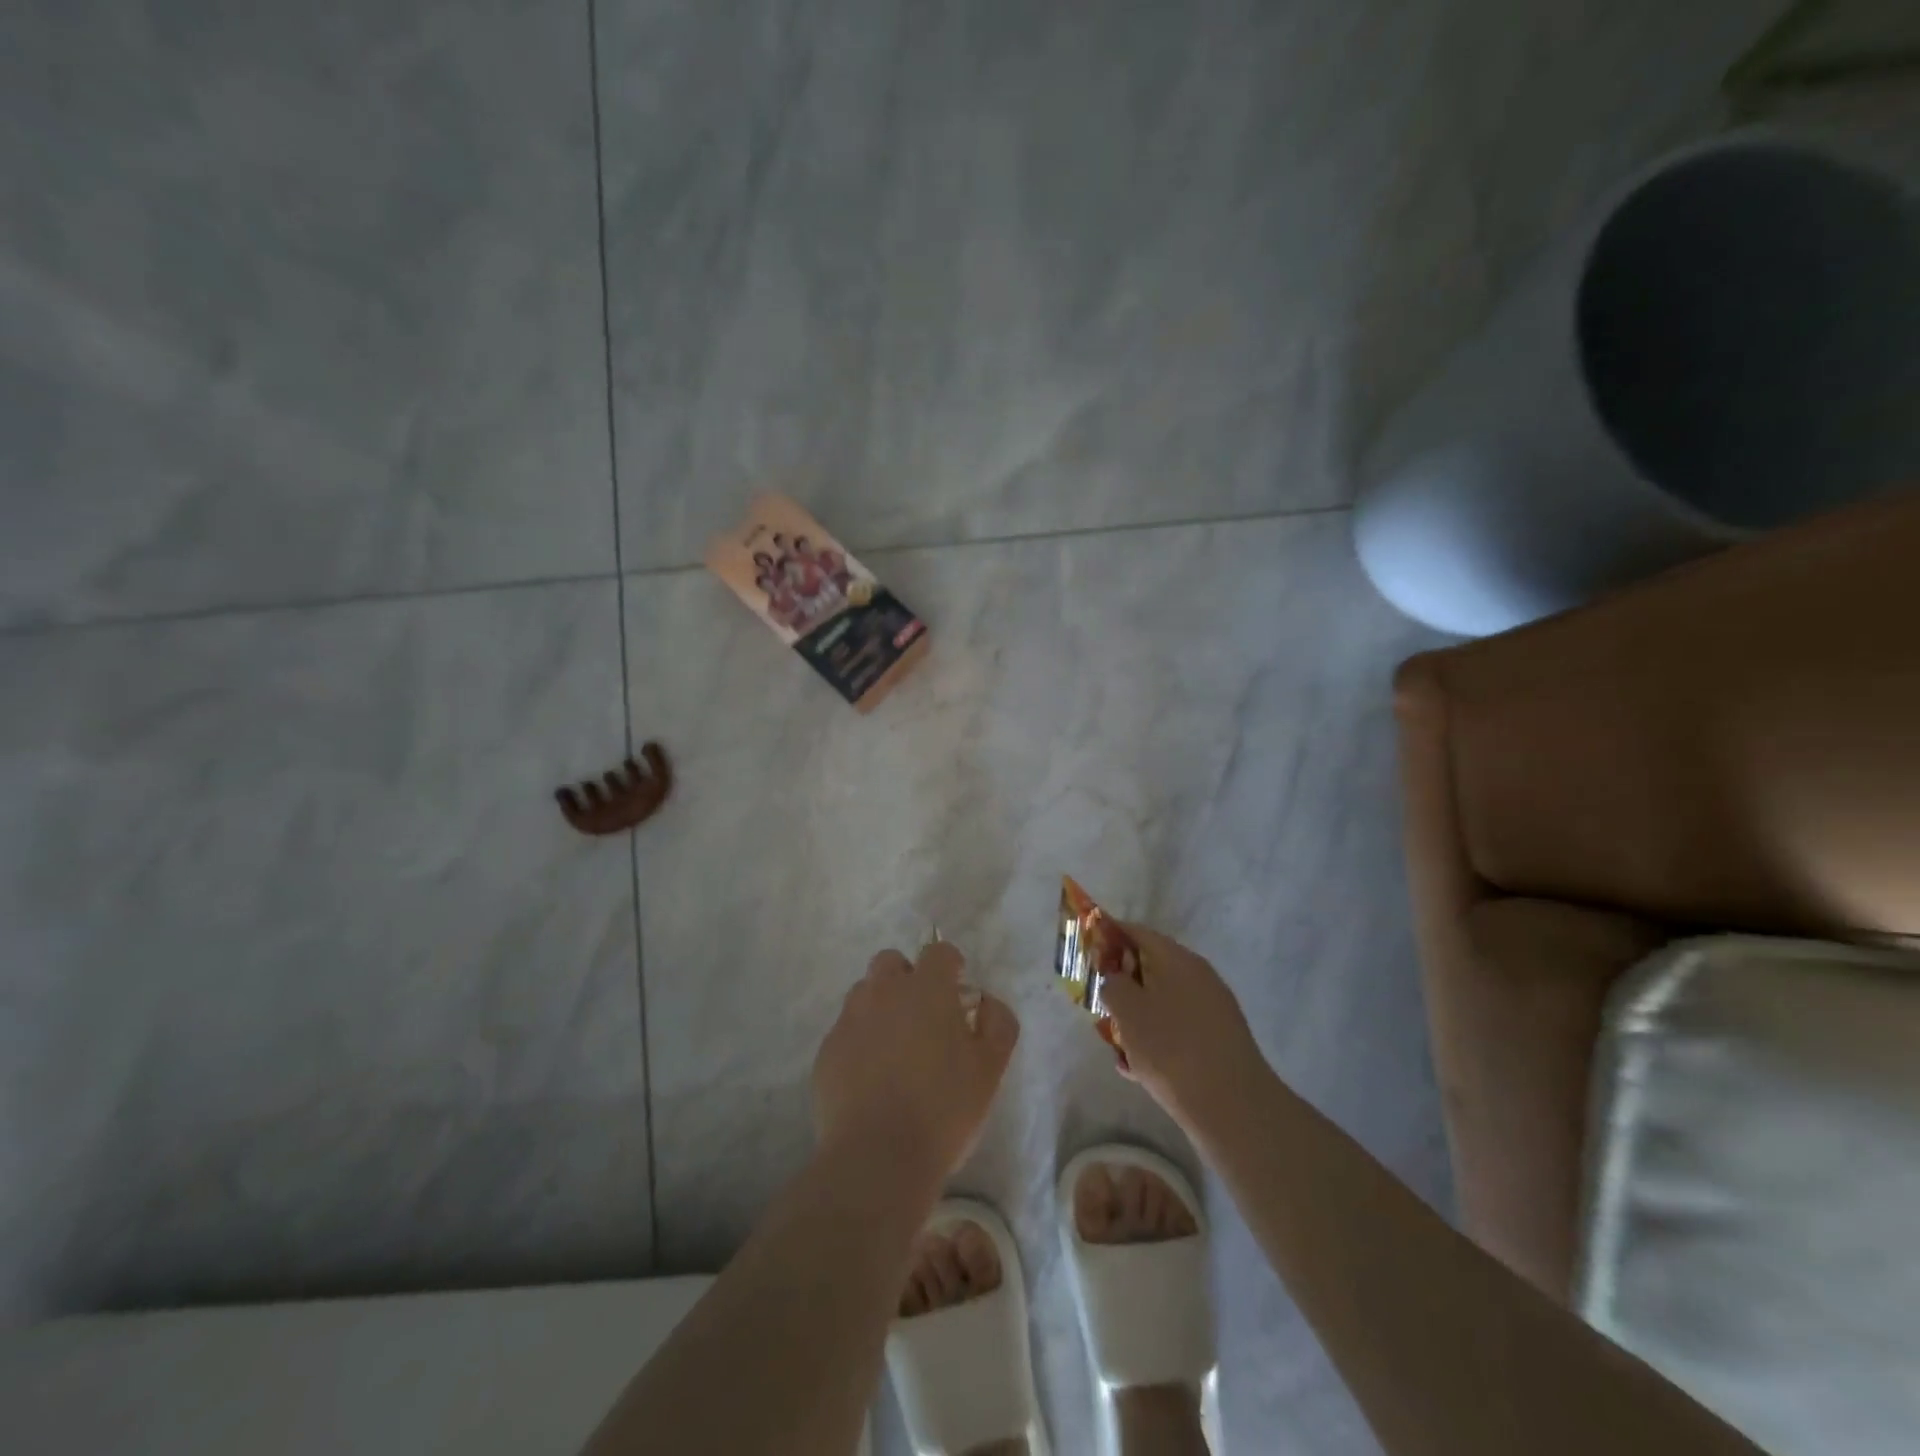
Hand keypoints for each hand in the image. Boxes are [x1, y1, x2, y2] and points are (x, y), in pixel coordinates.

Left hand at [812, 940, 1018, 1186]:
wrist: (877, 1158)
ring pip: (865, 994)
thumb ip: (998, 1024)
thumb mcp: (990, 1069)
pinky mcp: (826, 1051)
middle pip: (891, 962)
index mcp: (926, 989)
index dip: (950, 965)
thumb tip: (986, 1003)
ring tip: (896, 1048)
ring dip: (882, 1007)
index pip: (938, 952)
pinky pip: (846, 1031)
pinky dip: (860, 1041)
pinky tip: (872, 1078)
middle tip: (924, 1016)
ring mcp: (850, 1020)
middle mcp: (883, 992)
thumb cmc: (943, 1109)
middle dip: (908, 978)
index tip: (957, 989)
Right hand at [1099, 923, 1266, 1133]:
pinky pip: (1177, 1029)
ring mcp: (1212, 1009)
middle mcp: (1198, 976)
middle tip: (1099, 1004)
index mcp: (1177, 959)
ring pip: (1162, 1002)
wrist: (1232, 1107)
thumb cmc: (1171, 1048)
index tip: (1087, 952)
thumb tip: (1115, 978)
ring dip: (1137, 1017)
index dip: (1109, 936)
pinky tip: (1138, 1069)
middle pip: (1151, 968)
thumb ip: (1112, 984)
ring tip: (1116, 1045)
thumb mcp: (1127, 1010)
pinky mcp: (1218, 1041)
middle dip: (1122, 984)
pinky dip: (1156, 1040)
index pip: (1137, 932)